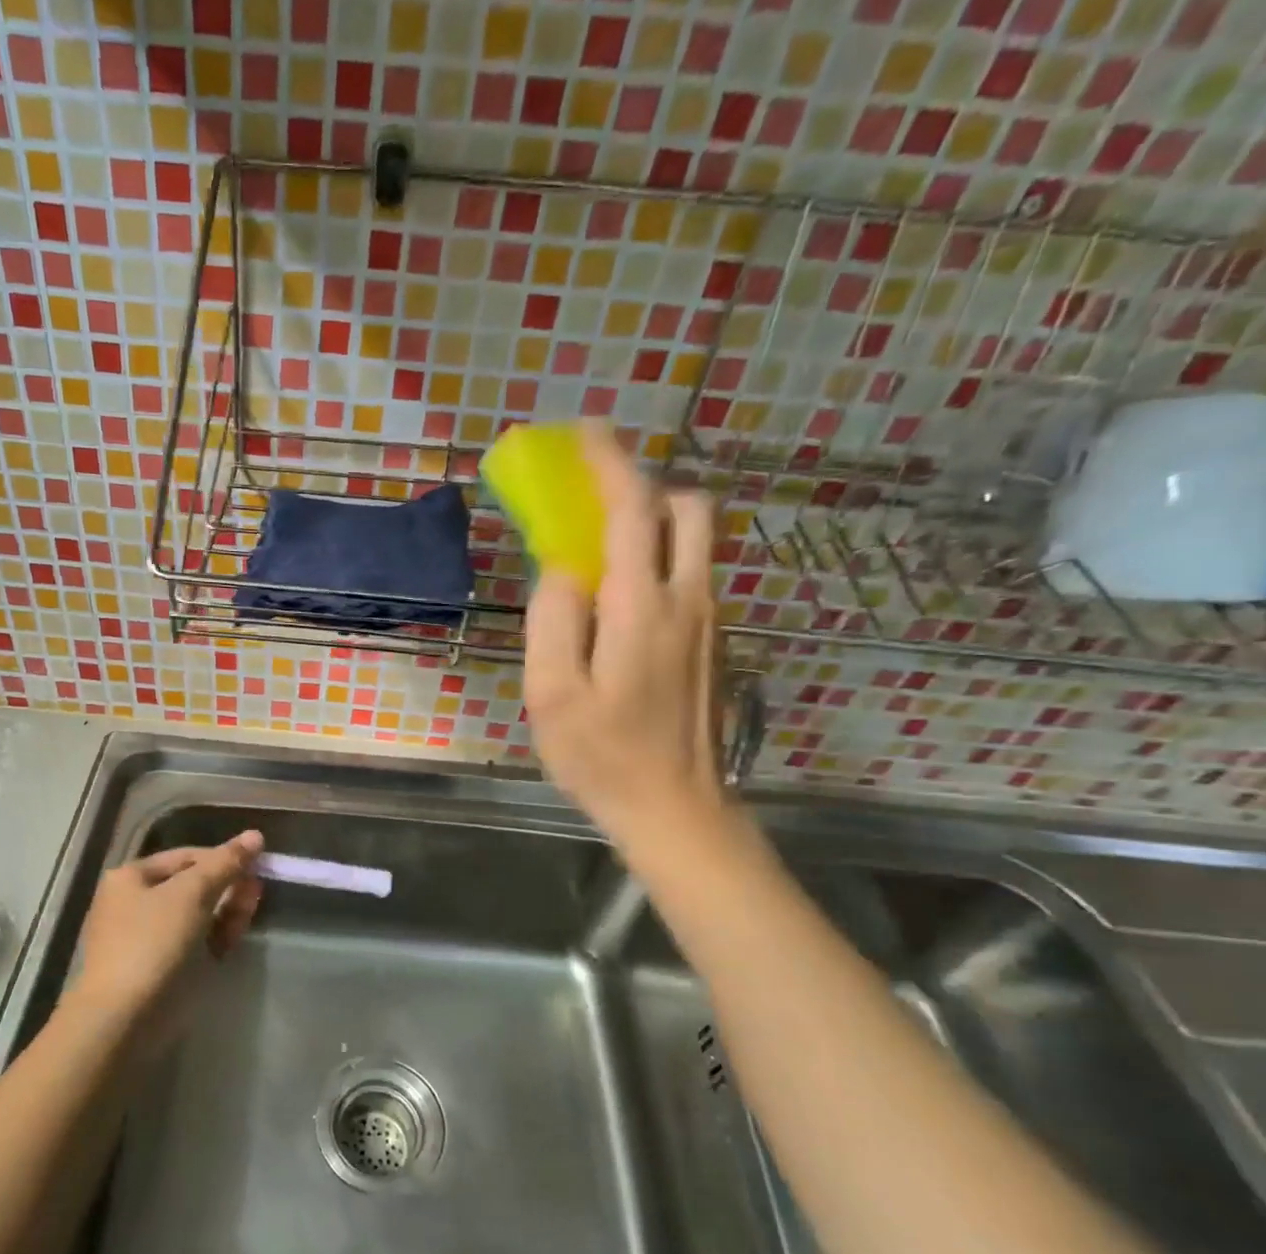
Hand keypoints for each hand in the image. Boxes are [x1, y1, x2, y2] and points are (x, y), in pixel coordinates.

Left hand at [63, 830, 263, 1048]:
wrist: (122, 1019)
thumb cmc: (153, 943)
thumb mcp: (191, 894)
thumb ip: (225, 863)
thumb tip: (255, 835)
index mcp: (131, 877)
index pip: (186, 856)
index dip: (222, 857)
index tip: (256, 866)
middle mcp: (134, 902)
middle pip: (191, 884)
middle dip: (227, 885)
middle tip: (258, 890)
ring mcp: (146, 937)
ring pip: (195, 914)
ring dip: (225, 910)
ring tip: (250, 912)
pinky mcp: (159, 968)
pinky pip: (192, 942)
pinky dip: (213, 936)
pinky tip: (233, 938)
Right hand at [524, 424, 725, 859]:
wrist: (675, 808)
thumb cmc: (602, 756)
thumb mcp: (552, 693)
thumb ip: (554, 620)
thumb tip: (562, 569)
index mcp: (643, 607)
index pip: (632, 511)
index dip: (609, 463)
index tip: (585, 432)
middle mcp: (688, 600)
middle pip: (686, 510)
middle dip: (644, 487)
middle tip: (594, 501)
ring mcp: (710, 622)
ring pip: (695, 542)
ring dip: (652, 522)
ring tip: (600, 548)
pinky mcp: (713, 643)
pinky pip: (690, 576)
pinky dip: (659, 559)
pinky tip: (619, 601)